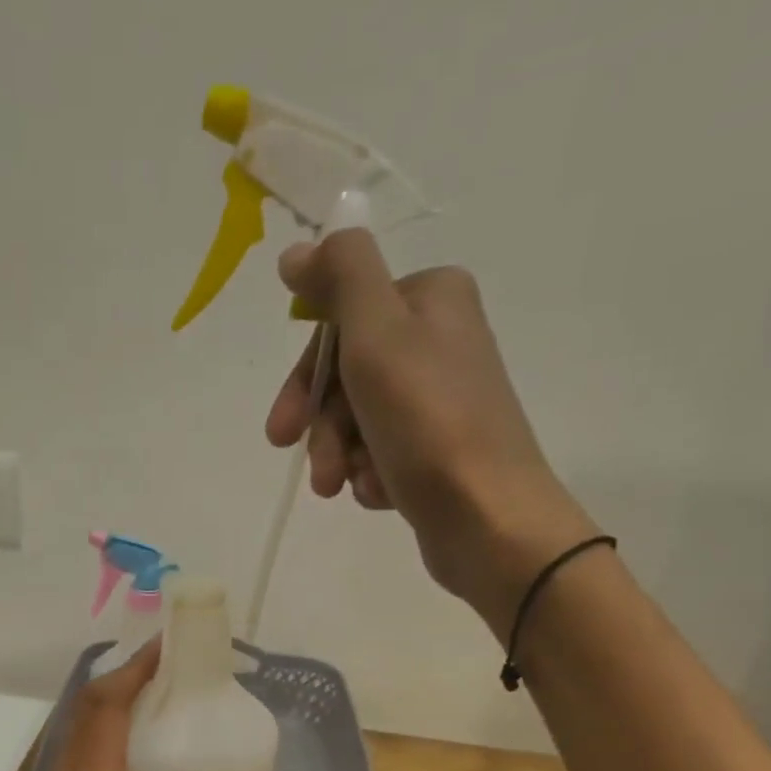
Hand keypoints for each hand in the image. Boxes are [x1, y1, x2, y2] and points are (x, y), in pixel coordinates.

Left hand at [36, 641, 266, 770]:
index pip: (109, 704)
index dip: (134, 669)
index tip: (164, 647)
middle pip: (90, 701)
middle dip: (124, 672)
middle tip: (164, 661)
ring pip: (78, 717)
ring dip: (109, 692)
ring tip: (149, 684)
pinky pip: (77, 737)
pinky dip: (100, 716)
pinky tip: (129, 726)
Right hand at [265, 232, 599, 633]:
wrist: (488, 519)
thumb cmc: (429, 423)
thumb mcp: (377, 334)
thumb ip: (340, 277)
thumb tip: (298, 251)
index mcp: (431, 299)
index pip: (340, 323)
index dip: (306, 377)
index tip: (283, 427)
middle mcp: (439, 341)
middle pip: (347, 376)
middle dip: (322, 428)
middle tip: (314, 470)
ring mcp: (439, 401)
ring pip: (359, 420)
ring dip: (341, 456)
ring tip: (344, 488)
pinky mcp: (438, 451)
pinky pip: (381, 454)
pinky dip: (370, 475)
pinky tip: (380, 494)